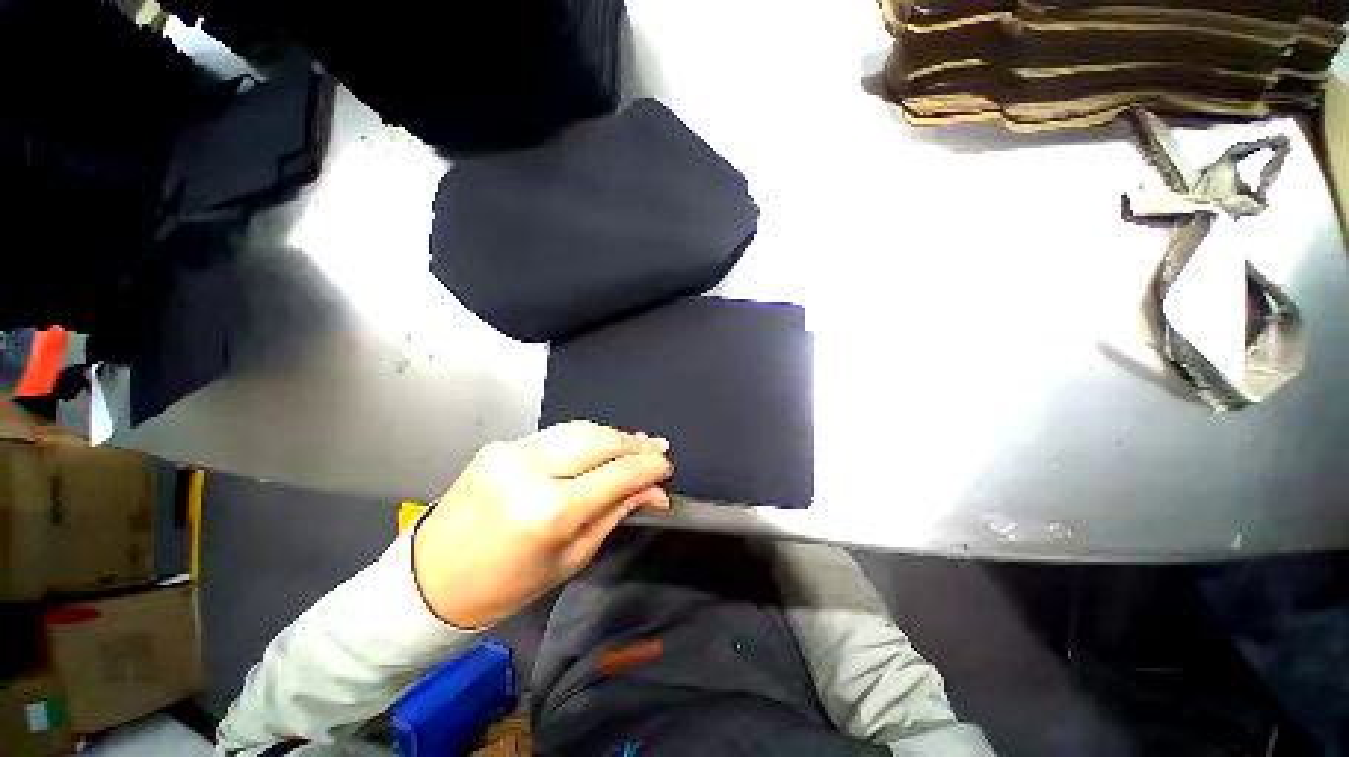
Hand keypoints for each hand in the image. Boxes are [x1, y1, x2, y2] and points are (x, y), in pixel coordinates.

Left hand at [412, 421, 672, 627]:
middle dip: (635, 443)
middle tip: (658, 447)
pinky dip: (586, 436)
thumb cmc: (506, 585)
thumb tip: (654, 492)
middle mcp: (532, 470)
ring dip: (613, 435)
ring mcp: (513, 451)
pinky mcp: (502, 444)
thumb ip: (615, 514)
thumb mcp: (570, 558)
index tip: (666, 467)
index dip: (648, 467)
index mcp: (550, 510)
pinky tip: (601, 443)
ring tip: (636, 442)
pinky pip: (557, 433)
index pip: (617, 475)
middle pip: (601, 441)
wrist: (430, 578)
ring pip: (581, 429)